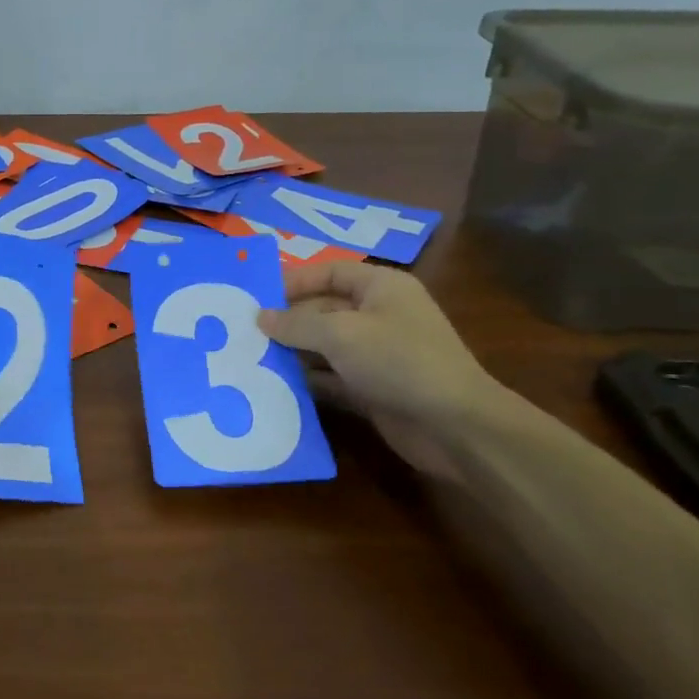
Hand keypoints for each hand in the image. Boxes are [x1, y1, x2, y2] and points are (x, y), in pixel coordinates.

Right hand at [257, 259, 503, 481]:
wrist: (454, 426)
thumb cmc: (398, 361)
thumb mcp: (340, 334)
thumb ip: (296, 324)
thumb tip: (260, 318)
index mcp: (381, 288)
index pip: (329, 272)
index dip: (294, 281)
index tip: (256, 297)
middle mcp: (379, 316)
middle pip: (323, 310)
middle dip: (287, 321)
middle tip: (244, 332)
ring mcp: (377, 355)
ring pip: (324, 346)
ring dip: (292, 353)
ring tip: (250, 358)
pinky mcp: (372, 389)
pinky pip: (331, 378)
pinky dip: (307, 381)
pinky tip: (274, 386)